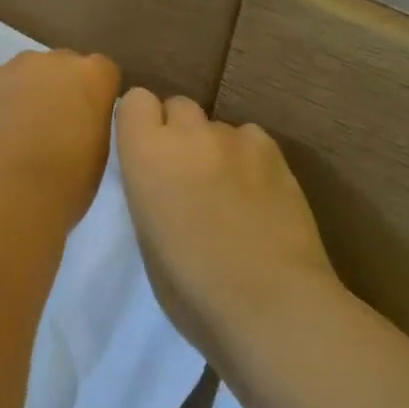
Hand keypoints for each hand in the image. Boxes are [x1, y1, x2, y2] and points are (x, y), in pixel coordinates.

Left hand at [0, 50, 121, 237]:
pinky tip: (0, 133)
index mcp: (91, 76)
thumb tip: (82, 117)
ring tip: (24, 130)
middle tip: (59, 124)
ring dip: (32, 92)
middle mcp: (53, 61)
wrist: (3, 196)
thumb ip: (94, 120)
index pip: (104, 71)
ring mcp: (14, 68)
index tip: (92, 119)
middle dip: (65, 87)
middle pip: (65, 66)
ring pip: (30, 73)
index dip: (98, 94)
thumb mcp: (99, 152)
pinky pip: (2, 86)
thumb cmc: (64, 183)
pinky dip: (5, 103)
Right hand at [115, 87, 338, 366]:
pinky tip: (258, 192)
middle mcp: (186, 133)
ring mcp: (233, 138)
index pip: (135, 100)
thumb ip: (148, 187)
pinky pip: (250, 139)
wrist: (271, 306)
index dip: (141, 122)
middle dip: (178, 131)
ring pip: (216, 126)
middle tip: (187, 172)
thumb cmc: (192, 288)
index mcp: (145, 153)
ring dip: (215, 148)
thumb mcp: (146, 234)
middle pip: (177, 105)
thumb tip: (159, 177)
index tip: (146, 150)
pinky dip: (249, 157)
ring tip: (230, 190)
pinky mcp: (273, 151)